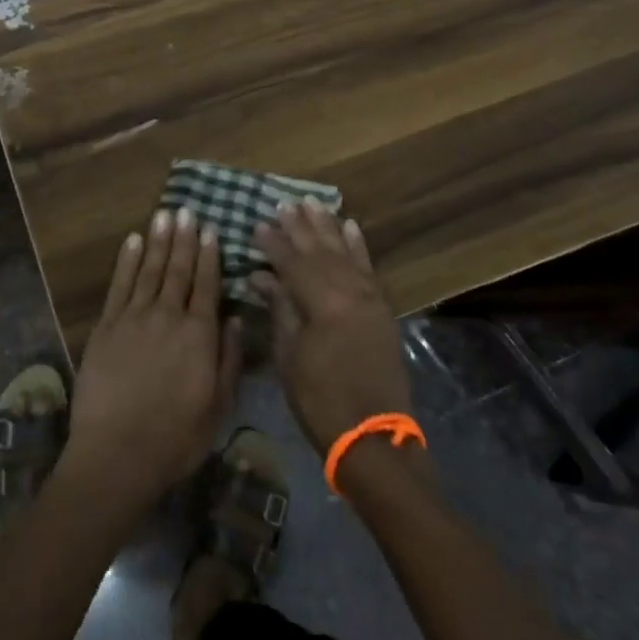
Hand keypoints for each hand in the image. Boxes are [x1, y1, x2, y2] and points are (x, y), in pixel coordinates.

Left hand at [63, 207, 243, 514]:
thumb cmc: (175, 438)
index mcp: (198, 335)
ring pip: (150, 270)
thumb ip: (227, 358)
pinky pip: (119, 284)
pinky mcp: (106, 326)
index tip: (211, 230)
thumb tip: (233, 317)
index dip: (209, 256)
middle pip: (178, 270)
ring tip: (165, 215)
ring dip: (159, 241)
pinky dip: (128, 260)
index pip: (206, 285)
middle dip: (184, 239)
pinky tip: (134, 241)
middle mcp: (167, 316)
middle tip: (187, 211)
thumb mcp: (217, 407)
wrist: (116, 453)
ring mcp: (133, 318)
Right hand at [250, 200, 410, 456]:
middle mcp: (350, 292)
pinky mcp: (381, 309)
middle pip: (320, 251)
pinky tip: (351, 227)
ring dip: (327, 227)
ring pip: (345, 253)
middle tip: (283, 204)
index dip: (274, 243)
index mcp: (323, 303)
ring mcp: (370, 298)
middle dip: (300, 227)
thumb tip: (261, 275)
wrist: (373, 436)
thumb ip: (280, 308)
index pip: (293, 263)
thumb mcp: (289, 356)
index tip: (257, 224)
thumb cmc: (320, 400)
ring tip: (312, 203)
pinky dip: (359, 246)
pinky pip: (369, 268)